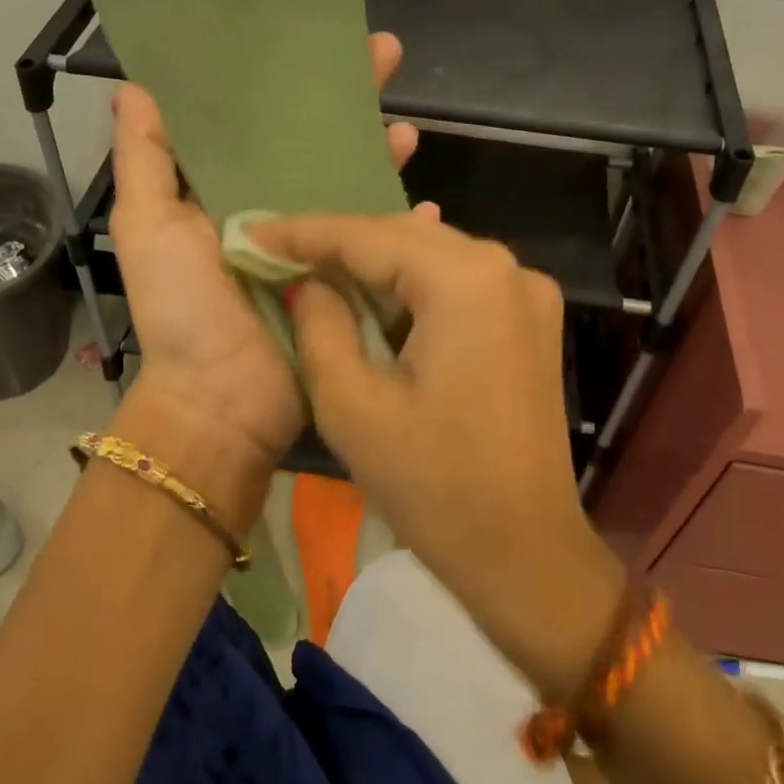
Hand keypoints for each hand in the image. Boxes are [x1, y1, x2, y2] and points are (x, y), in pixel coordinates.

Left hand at [108, 33, 427, 475]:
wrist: (222, 402)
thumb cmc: (182, 310)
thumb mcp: (147, 226)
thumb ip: (145, 158)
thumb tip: (138, 86)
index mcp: (226, 194)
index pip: (260, 123)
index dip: (285, 83)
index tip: (314, 42)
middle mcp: (275, 213)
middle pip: (317, 147)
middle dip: (351, 105)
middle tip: (390, 56)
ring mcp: (317, 250)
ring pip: (355, 190)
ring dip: (382, 157)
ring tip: (410, 128)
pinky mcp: (349, 284)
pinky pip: (381, 245)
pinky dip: (406, 228)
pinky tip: (429, 207)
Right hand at [254, 212, 623, 689]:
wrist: (524, 551)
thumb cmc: (433, 486)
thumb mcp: (352, 405)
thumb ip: (320, 325)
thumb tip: (306, 282)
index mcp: (466, 281)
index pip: (368, 237)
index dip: (302, 232)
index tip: (250, 232)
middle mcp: (508, 268)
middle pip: (406, 238)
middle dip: (339, 244)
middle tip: (277, 251)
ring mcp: (529, 293)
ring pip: (434, 257)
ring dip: (376, 264)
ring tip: (314, 268)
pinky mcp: (533, 322)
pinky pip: (461, 284)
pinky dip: (413, 287)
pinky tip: (375, 295)